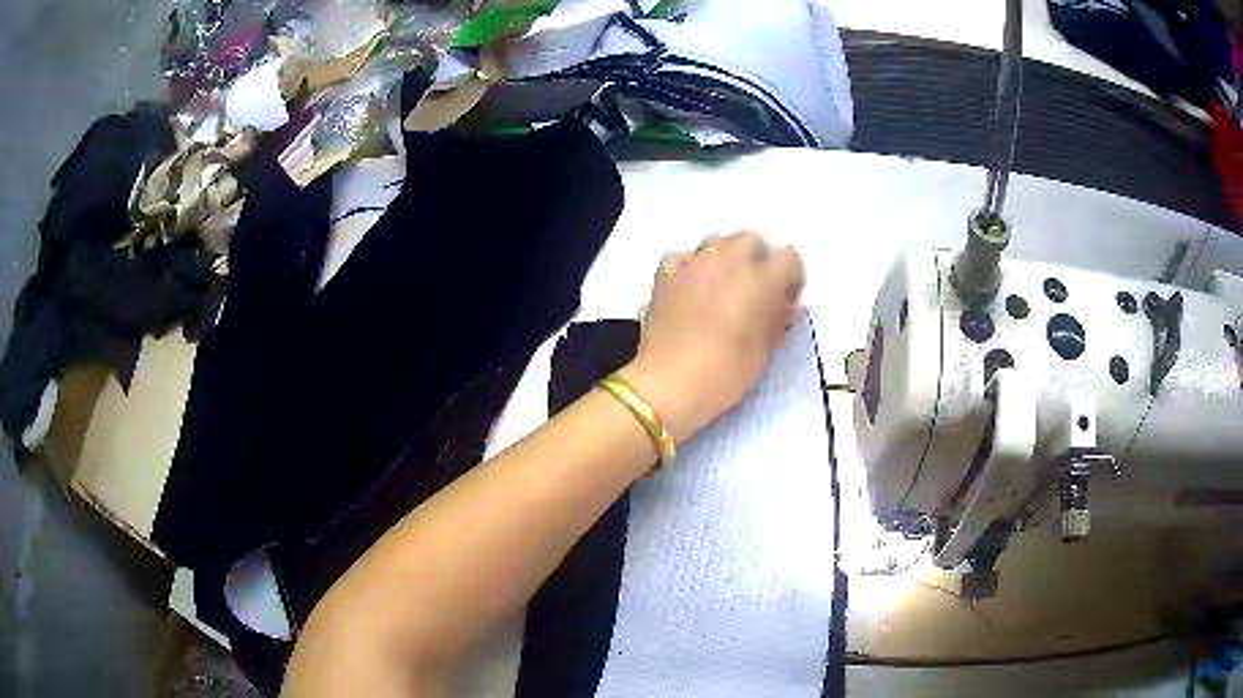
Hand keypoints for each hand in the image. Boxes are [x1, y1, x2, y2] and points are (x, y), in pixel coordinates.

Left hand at [620, 231, 804, 442]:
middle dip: (757, 260)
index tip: (784, 303)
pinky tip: (689, 291)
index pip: (790, 258)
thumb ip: (777, 318)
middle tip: (753, 292)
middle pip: (751, 240)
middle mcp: (730, 259)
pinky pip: (683, 258)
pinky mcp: (665, 274)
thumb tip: (781, 305)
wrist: (671, 383)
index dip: (790, 279)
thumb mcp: (766, 350)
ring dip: (724, 259)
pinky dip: (689, 269)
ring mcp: (694, 263)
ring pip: (716, 242)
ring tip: (720, 290)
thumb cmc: (727, 372)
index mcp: (763, 278)